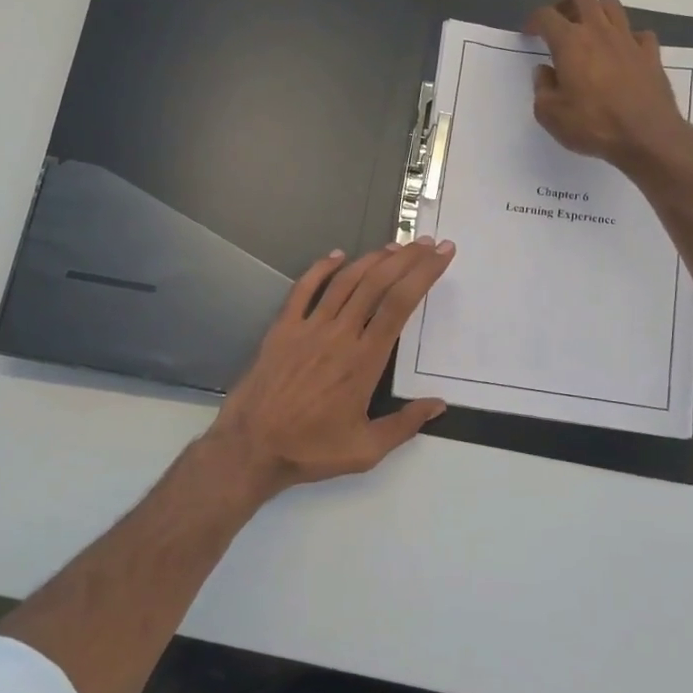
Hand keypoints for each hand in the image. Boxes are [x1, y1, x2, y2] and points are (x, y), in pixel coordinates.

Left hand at [205, 238, 455, 494]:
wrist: (251, 447)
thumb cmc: (311, 449)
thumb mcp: (366, 450)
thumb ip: (405, 425)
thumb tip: (439, 404)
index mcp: (364, 360)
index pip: (400, 304)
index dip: (423, 275)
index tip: (441, 256)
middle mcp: (340, 335)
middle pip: (377, 283)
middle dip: (406, 258)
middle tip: (427, 243)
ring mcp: (308, 328)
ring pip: (345, 281)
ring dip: (372, 259)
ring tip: (395, 246)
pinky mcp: (282, 328)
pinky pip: (303, 290)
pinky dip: (321, 268)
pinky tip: (337, 255)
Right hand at [526, 0, 690, 169]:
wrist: (647, 136)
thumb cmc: (593, 125)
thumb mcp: (551, 115)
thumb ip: (542, 88)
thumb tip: (544, 71)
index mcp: (570, 43)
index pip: (546, 16)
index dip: (533, 21)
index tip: (529, 33)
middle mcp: (599, 31)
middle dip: (566, 2)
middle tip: (560, 23)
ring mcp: (628, 40)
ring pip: (611, 5)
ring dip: (597, 13)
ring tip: (590, 34)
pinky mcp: (651, 53)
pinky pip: (638, 33)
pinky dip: (627, 38)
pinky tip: (622, 54)